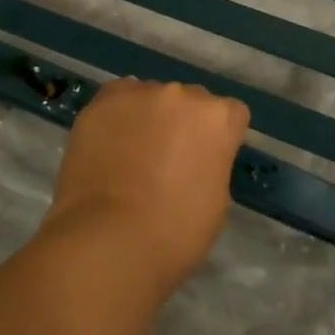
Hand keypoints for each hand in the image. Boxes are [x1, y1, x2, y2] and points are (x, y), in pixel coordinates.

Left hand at [43, 79, 248, 293]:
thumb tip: (193, 160)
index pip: (230, 114)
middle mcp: (182, 95)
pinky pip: (118, 99)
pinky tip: (109, 145)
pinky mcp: (103, 101)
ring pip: (152, 98)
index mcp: (218, 118)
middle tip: (167, 160)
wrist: (109, 240)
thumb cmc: (175, 232)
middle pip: (190, 101)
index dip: (219, 138)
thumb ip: (211, 164)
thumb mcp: (216, 200)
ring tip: (131, 155)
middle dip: (183, 124)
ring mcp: (140, 94)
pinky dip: (118, 117)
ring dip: (149, 118)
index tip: (205, 162)